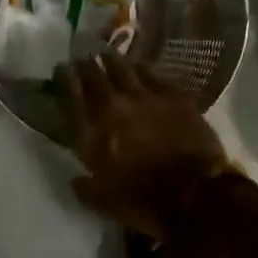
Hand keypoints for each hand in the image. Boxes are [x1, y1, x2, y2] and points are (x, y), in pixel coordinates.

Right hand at [56, 53, 231, 243]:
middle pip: (94, 77)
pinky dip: (143, 70)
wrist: (195, 195)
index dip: (64, 79)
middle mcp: (113, 108)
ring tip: (107, 55)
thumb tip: (76, 180)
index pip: (71, 97)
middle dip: (85, 66)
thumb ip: (86, 188)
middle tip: (83, 60)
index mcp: (91, 135)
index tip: (61, 69)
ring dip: (112, 61)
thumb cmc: (145, 203)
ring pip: (123, 69)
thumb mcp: (104, 202)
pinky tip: (140, 68)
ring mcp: (145, 98)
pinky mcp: (174, 96)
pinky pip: (153, 75)